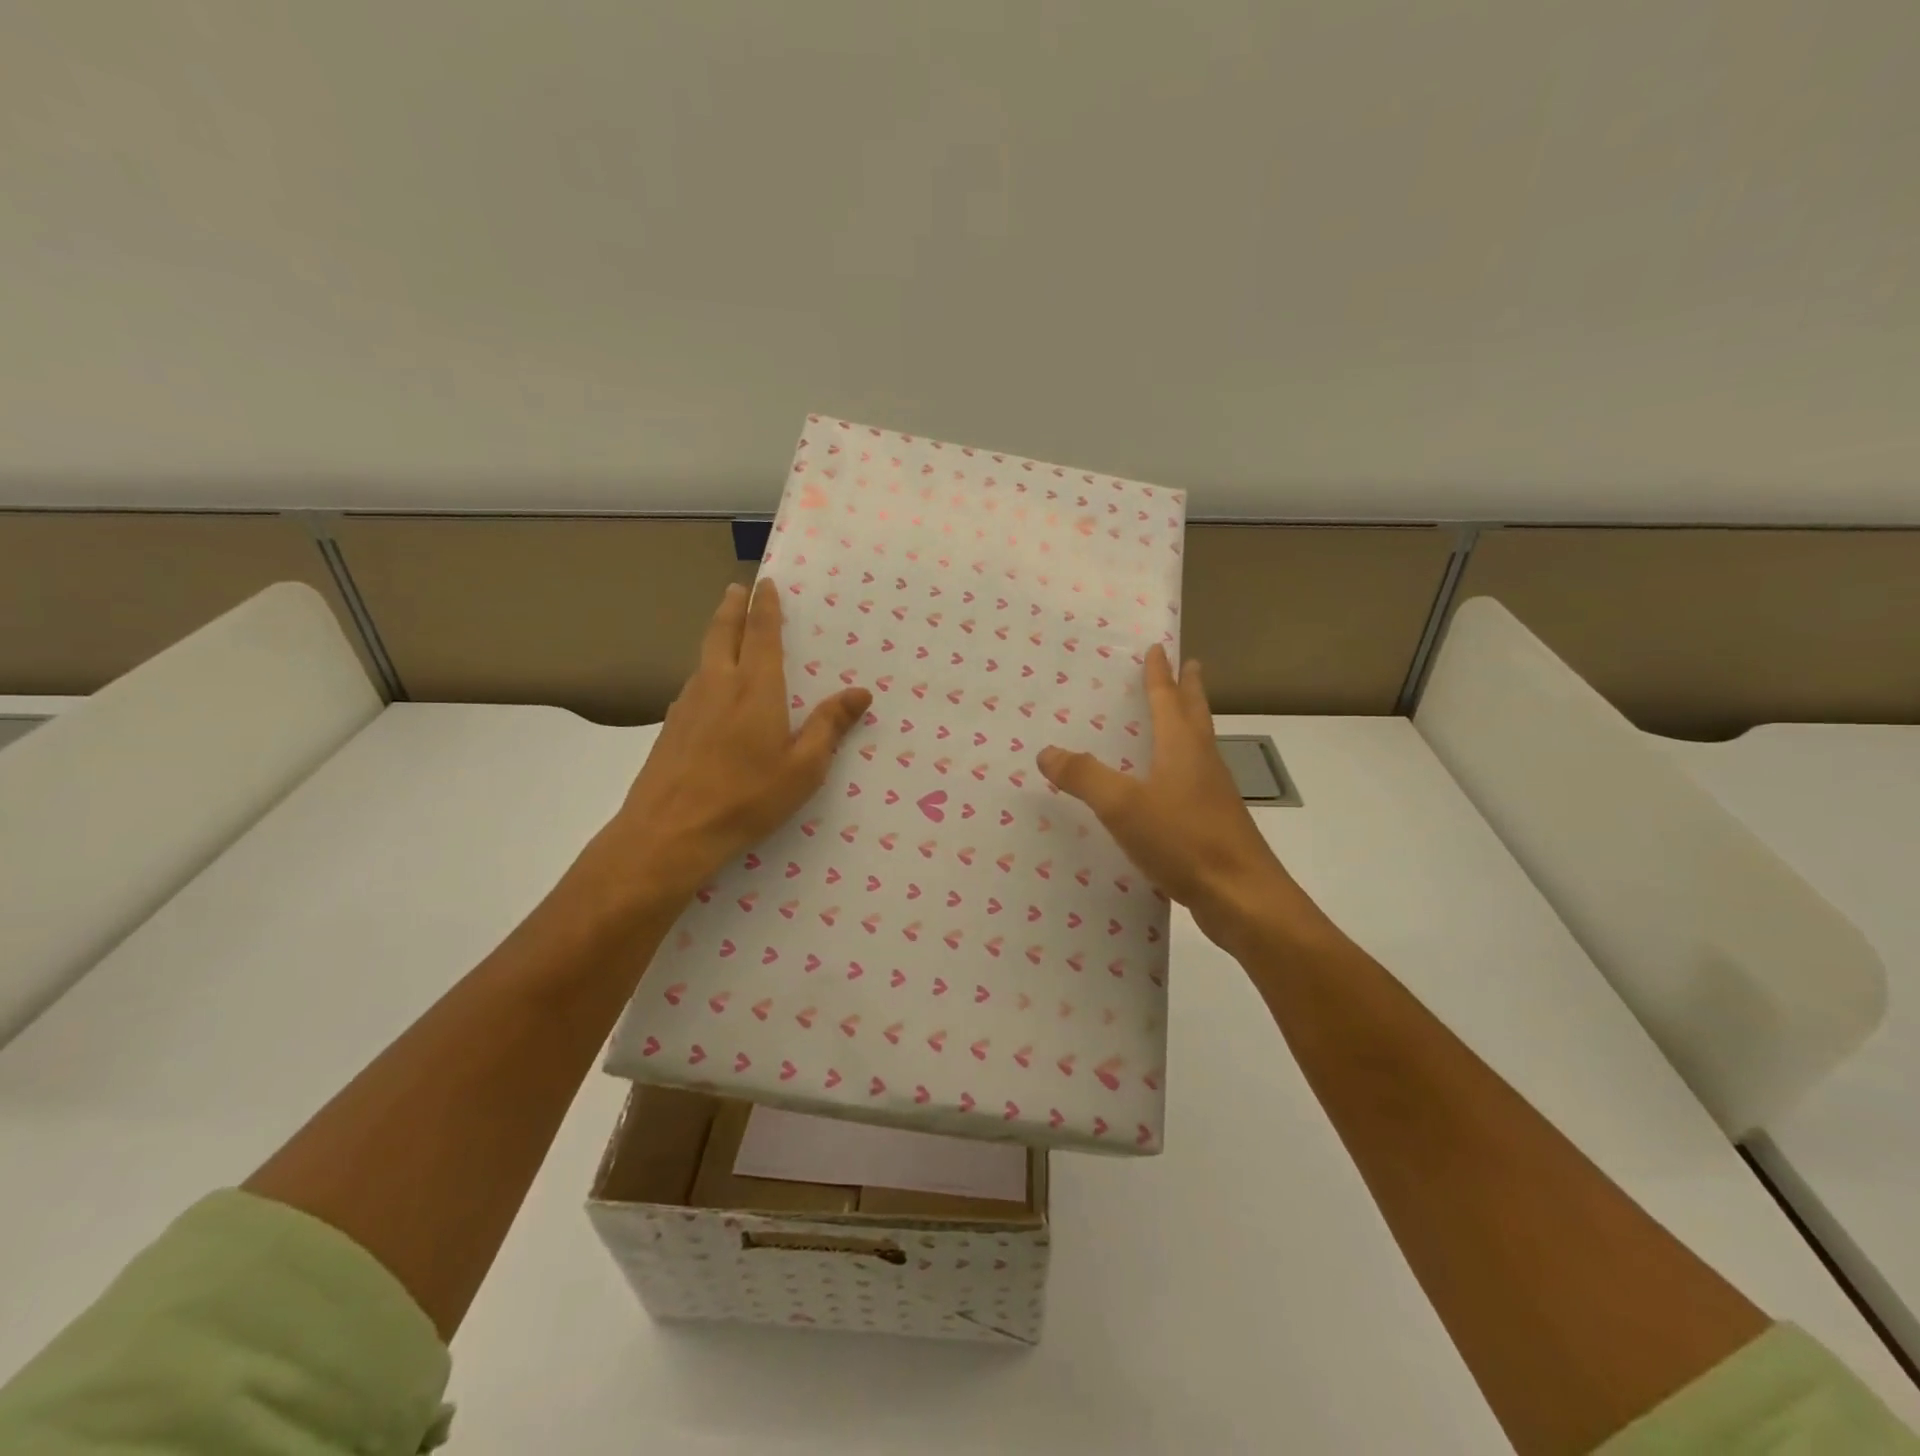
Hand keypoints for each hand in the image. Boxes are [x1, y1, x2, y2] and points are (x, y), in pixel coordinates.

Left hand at [592, 581, 869, 907]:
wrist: (670, 832)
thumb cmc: (746, 798)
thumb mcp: (803, 768)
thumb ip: (829, 726)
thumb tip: (860, 693)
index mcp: (755, 689)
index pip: (761, 634)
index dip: (765, 607)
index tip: (765, 584)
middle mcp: (718, 685)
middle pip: (723, 633)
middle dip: (732, 607)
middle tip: (737, 588)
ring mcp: (688, 704)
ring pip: (703, 657)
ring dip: (717, 635)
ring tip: (726, 631)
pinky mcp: (671, 727)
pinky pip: (693, 684)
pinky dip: (705, 669)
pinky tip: (710, 689)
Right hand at [1036, 646, 1328, 953]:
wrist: (1241, 896)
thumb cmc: (1184, 840)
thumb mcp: (1123, 806)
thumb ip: (1084, 776)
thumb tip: (1046, 751)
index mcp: (1182, 748)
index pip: (1168, 700)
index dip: (1160, 675)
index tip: (1159, 648)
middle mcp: (1202, 763)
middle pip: (1196, 715)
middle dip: (1190, 689)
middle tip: (1191, 665)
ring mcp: (1213, 794)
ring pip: (1200, 747)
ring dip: (1190, 725)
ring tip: (1178, 719)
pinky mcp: (1214, 824)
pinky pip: (1194, 780)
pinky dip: (1182, 767)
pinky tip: (1169, 787)